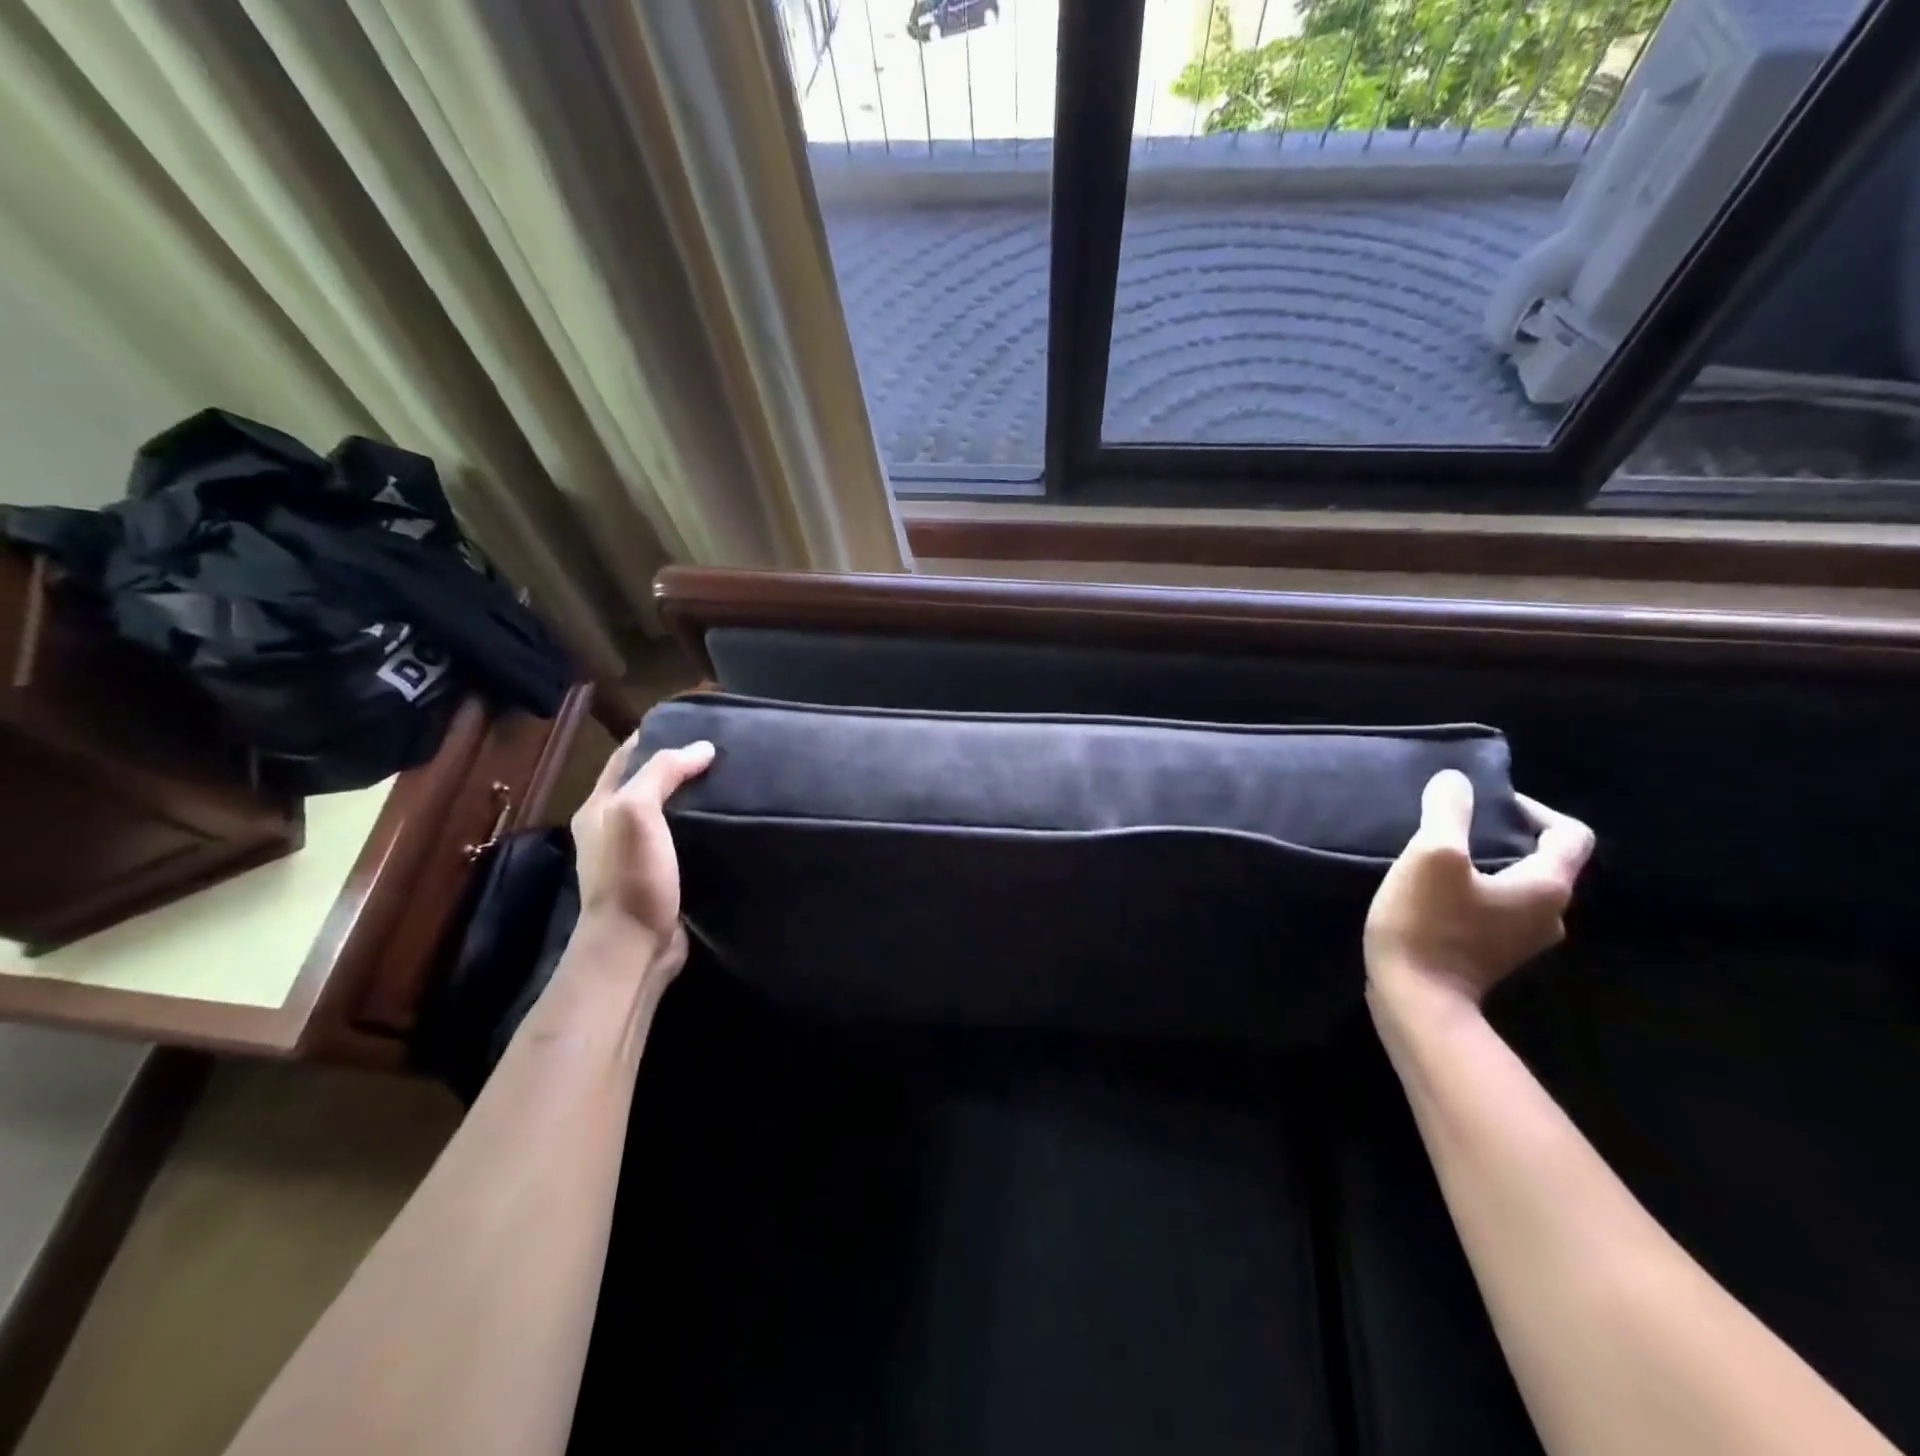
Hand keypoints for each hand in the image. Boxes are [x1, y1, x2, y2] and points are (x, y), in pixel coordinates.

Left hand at [570, 736, 714, 977]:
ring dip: (692, 798)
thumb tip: (702, 748)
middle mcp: (613, 829)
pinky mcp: (661, 878)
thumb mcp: (637, 812)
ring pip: (668, 813)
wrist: (634, 947)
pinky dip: (701, 828)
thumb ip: (662, 773)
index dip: (655, 736)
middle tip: (722, 752)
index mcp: (599, 808)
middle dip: (679, 766)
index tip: (694, 724)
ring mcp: (637, 856)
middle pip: (648, 784)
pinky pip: (682, 841)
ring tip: (731, 782)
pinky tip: (727, 823)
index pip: (626, 758)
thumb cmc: (631, 876)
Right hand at [1364, 770, 1593, 1019]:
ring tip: (1438, 854)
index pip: (1570, 834)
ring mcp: (1521, 939)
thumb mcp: (1432, 856)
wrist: (1415, 998)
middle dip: (1501, 835)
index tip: (1486, 803)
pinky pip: (1494, 906)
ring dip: (1484, 862)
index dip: (1532, 808)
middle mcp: (1548, 914)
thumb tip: (1455, 781)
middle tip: (1454, 824)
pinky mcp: (1492, 953)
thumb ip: (1448, 812)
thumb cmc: (1429, 924)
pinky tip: (1433, 889)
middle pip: (1541, 859)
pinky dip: (1473, 889)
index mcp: (1547, 887)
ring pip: (1515, 883)